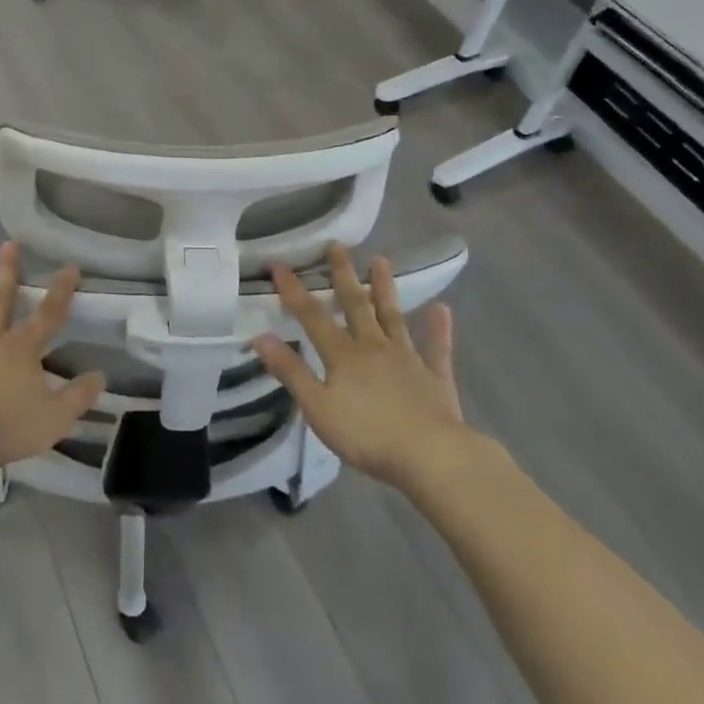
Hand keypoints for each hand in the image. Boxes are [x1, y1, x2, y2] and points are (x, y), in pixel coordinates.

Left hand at [0, 242, 103, 479]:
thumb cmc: (6, 426)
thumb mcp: (55, 418)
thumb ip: (78, 396)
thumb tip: (100, 376)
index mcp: (22, 350)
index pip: (48, 314)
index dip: (61, 291)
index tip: (69, 266)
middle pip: (1, 301)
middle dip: (8, 272)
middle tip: (8, 243)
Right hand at [251, 245, 474, 490]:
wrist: (432, 456)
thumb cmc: (368, 435)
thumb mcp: (318, 407)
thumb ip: (291, 371)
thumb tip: (260, 336)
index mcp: (343, 355)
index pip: (312, 316)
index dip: (293, 290)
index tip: (279, 264)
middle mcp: (374, 347)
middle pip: (356, 305)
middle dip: (343, 275)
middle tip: (337, 246)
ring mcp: (408, 359)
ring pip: (393, 317)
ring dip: (385, 289)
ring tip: (381, 261)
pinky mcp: (435, 377)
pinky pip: (437, 348)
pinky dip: (438, 328)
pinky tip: (442, 309)